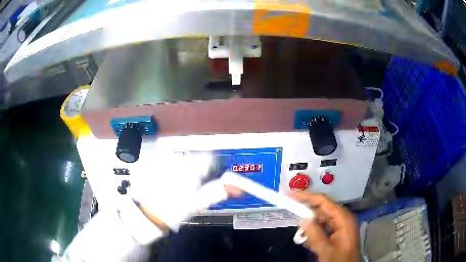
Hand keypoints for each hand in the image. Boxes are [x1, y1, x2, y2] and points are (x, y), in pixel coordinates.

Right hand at [291, 192, 359, 261]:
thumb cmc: (339, 259)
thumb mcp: (326, 249)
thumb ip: (315, 235)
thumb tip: (303, 220)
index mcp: (343, 218)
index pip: (324, 202)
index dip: (308, 197)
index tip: (292, 195)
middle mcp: (343, 218)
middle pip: (323, 210)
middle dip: (308, 213)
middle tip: (292, 214)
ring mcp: (341, 226)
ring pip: (322, 220)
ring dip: (310, 226)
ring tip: (300, 233)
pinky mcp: (339, 233)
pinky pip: (324, 228)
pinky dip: (315, 232)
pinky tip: (306, 239)